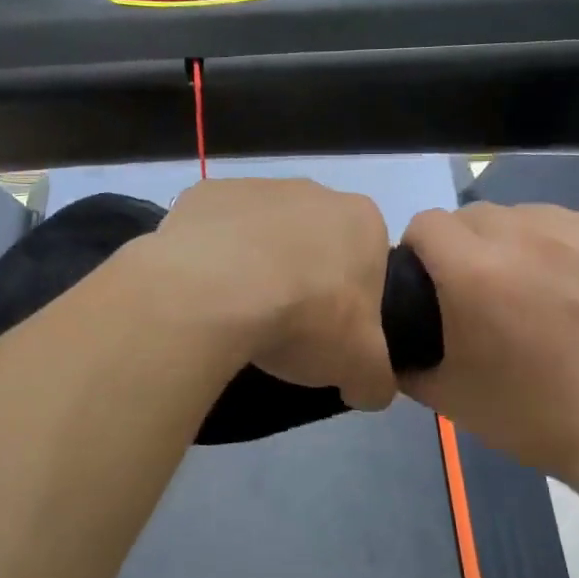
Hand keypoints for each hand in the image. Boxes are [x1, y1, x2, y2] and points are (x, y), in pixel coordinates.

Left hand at [145, 179, 397, 411]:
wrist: (216, 292)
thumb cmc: (306, 319)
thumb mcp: (361, 367)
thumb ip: (376, 378)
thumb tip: (369, 389)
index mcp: (361, 220)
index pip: (368, 260)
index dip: (352, 300)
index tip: (331, 332)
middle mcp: (311, 192)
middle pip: (313, 242)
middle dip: (304, 277)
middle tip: (285, 326)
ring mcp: (253, 187)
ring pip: (261, 233)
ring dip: (255, 266)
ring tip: (236, 314)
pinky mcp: (202, 196)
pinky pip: (213, 232)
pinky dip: (209, 258)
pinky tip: (202, 292)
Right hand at [399, 203, 578, 498]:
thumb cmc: (536, 419)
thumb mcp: (449, 397)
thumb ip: (406, 359)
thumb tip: (393, 337)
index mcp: (475, 270)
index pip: (427, 224)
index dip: (422, 251)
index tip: (434, 282)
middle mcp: (528, 235)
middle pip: (478, 216)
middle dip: (470, 247)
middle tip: (489, 293)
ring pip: (533, 216)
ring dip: (523, 244)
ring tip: (544, 290)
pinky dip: (575, 250)